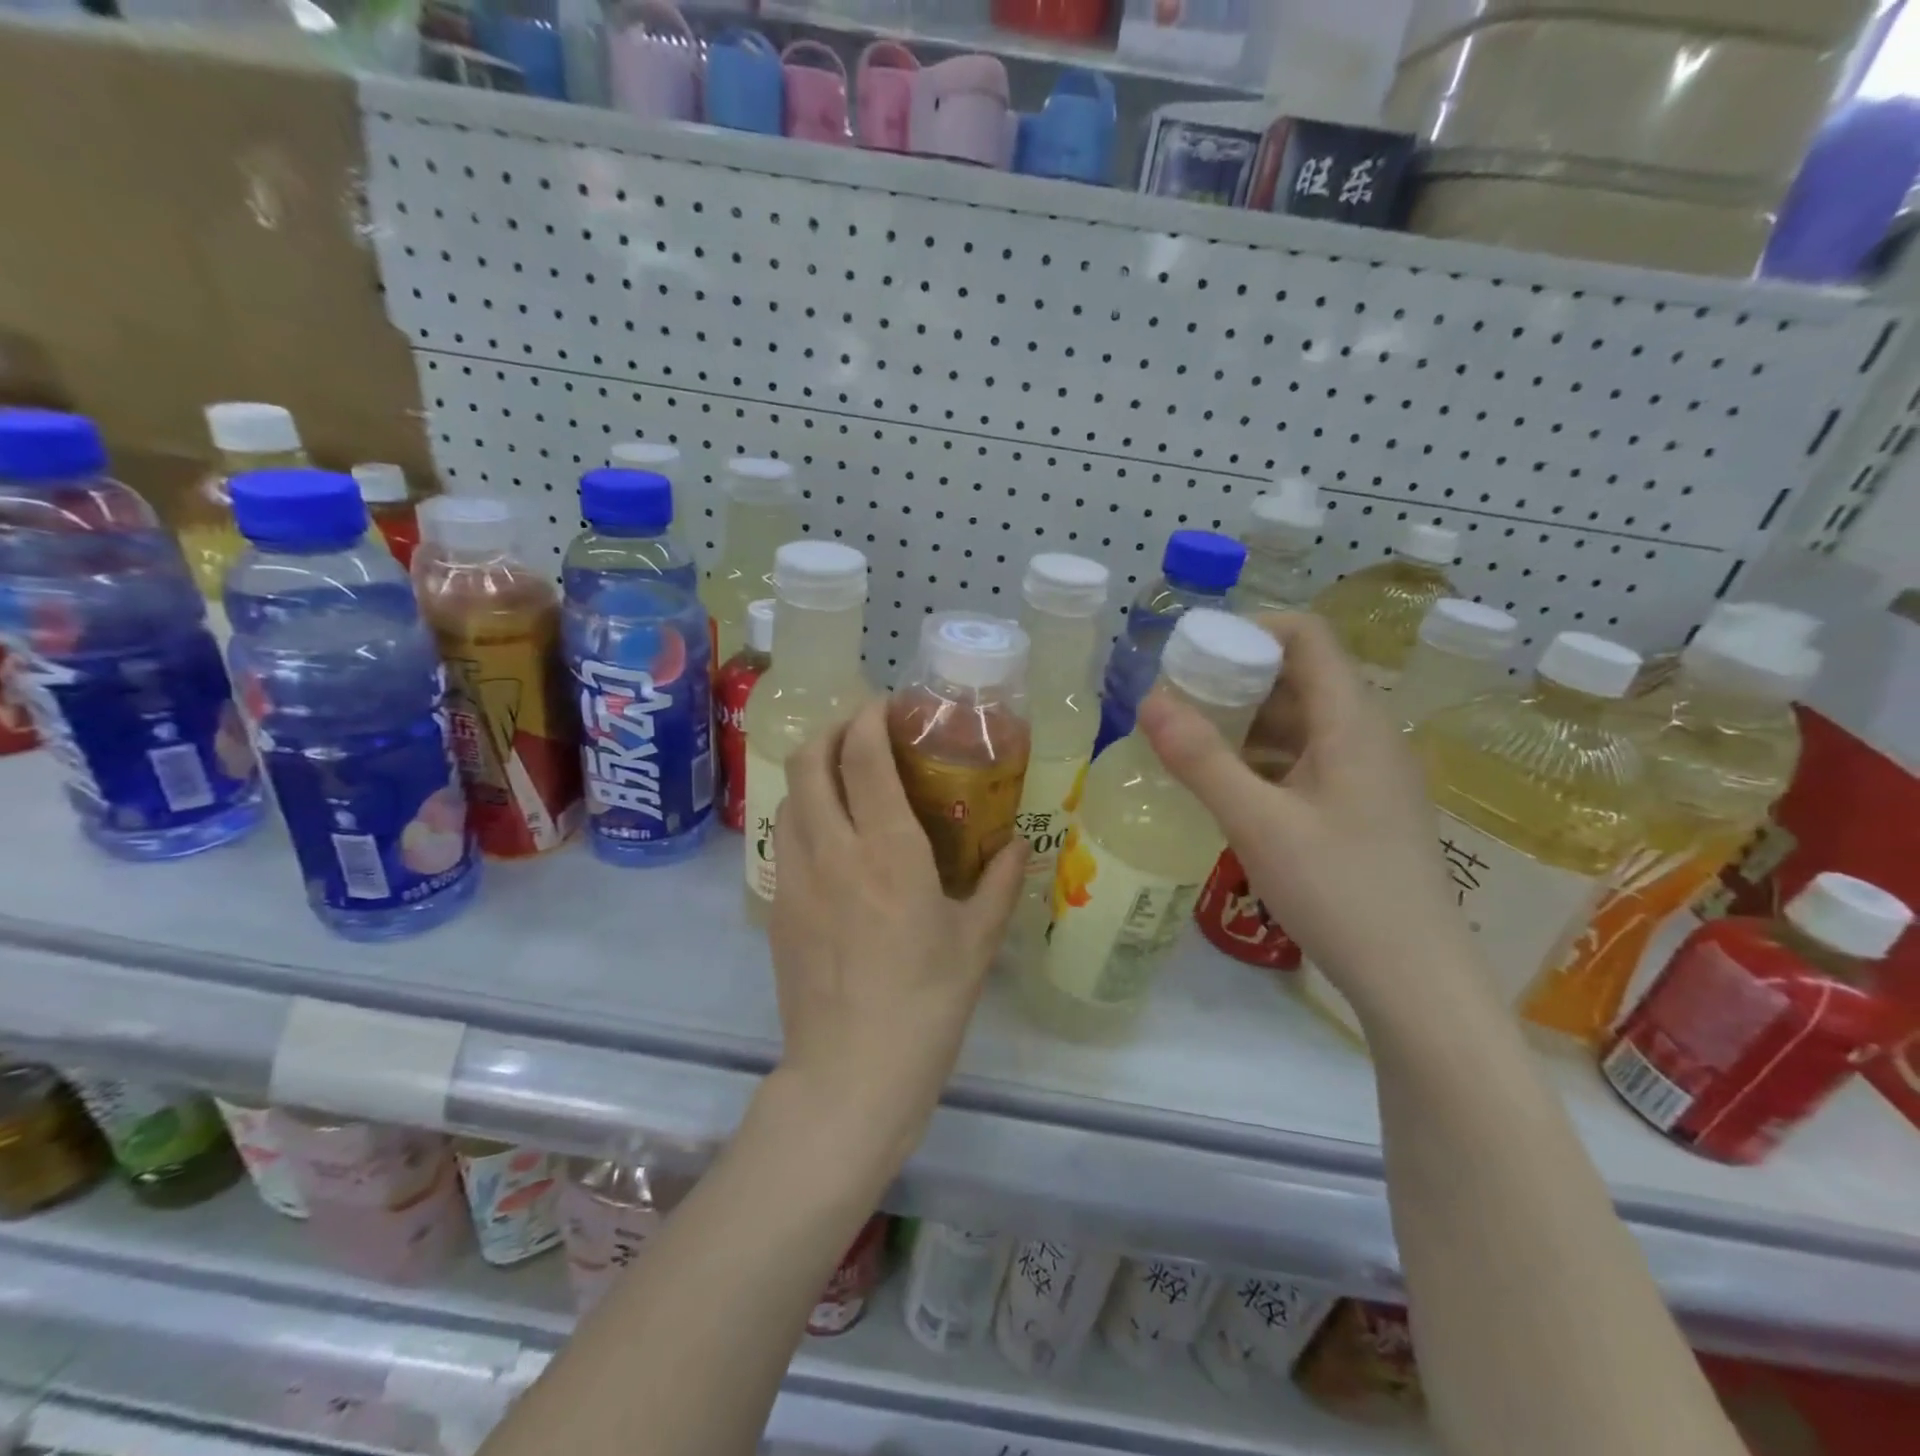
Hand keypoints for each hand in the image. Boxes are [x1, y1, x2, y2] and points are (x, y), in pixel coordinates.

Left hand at [767, 700, 1027, 1165]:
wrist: (851, 1072)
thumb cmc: (926, 1004)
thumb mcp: (976, 941)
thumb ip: (998, 883)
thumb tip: (1016, 847)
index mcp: (887, 849)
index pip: (862, 755)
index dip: (869, 718)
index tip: (885, 707)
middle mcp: (832, 849)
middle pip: (810, 760)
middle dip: (831, 730)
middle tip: (861, 734)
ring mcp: (795, 876)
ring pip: (790, 795)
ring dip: (813, 770)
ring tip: (843, 777)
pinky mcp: (778, 906)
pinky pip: (785, 837)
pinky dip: (805, 814)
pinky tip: (832, 838)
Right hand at [1137, 613, 1476, 1013]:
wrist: (1415, 981)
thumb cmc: (1340, 892)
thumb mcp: (1258, 824)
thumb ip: (1201, 759)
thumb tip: (1148, 699)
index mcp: (1352, 721)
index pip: (1306, 635)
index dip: (1248, 630)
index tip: (1191, 655)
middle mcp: (1366, 735)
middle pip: (1300, 676)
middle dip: (1234, 678)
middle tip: (1175, 700)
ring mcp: (1367, 773)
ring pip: (1300, 721)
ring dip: (1244, 721)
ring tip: (1187, 740)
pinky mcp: (1360, 806)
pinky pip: (1306, 759)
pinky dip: (1262, 757)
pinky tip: (1225, 784)